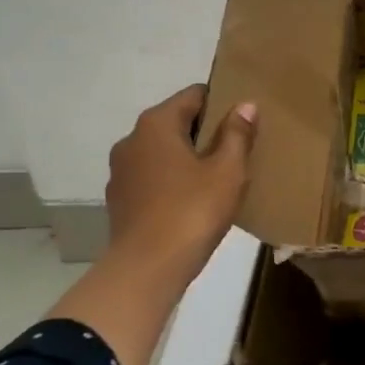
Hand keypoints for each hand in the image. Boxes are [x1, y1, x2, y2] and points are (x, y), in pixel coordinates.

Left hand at [104, 84, 256, 291]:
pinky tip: (192, 202)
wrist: (147, 268)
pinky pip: (152, 178)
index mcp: (156, 124)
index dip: (222, 102)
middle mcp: (132, 139)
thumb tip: (245, 105)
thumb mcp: (227, 171)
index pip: (194, 95)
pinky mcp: (120, 199)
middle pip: (176, 122)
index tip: (243, 120)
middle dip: (205, 132)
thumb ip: (237, 134)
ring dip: (187, 158)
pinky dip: (171, 181)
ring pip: (162, 152)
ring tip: (216, 178)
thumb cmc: (192, 211)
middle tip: (236, 150)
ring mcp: (121, 171)